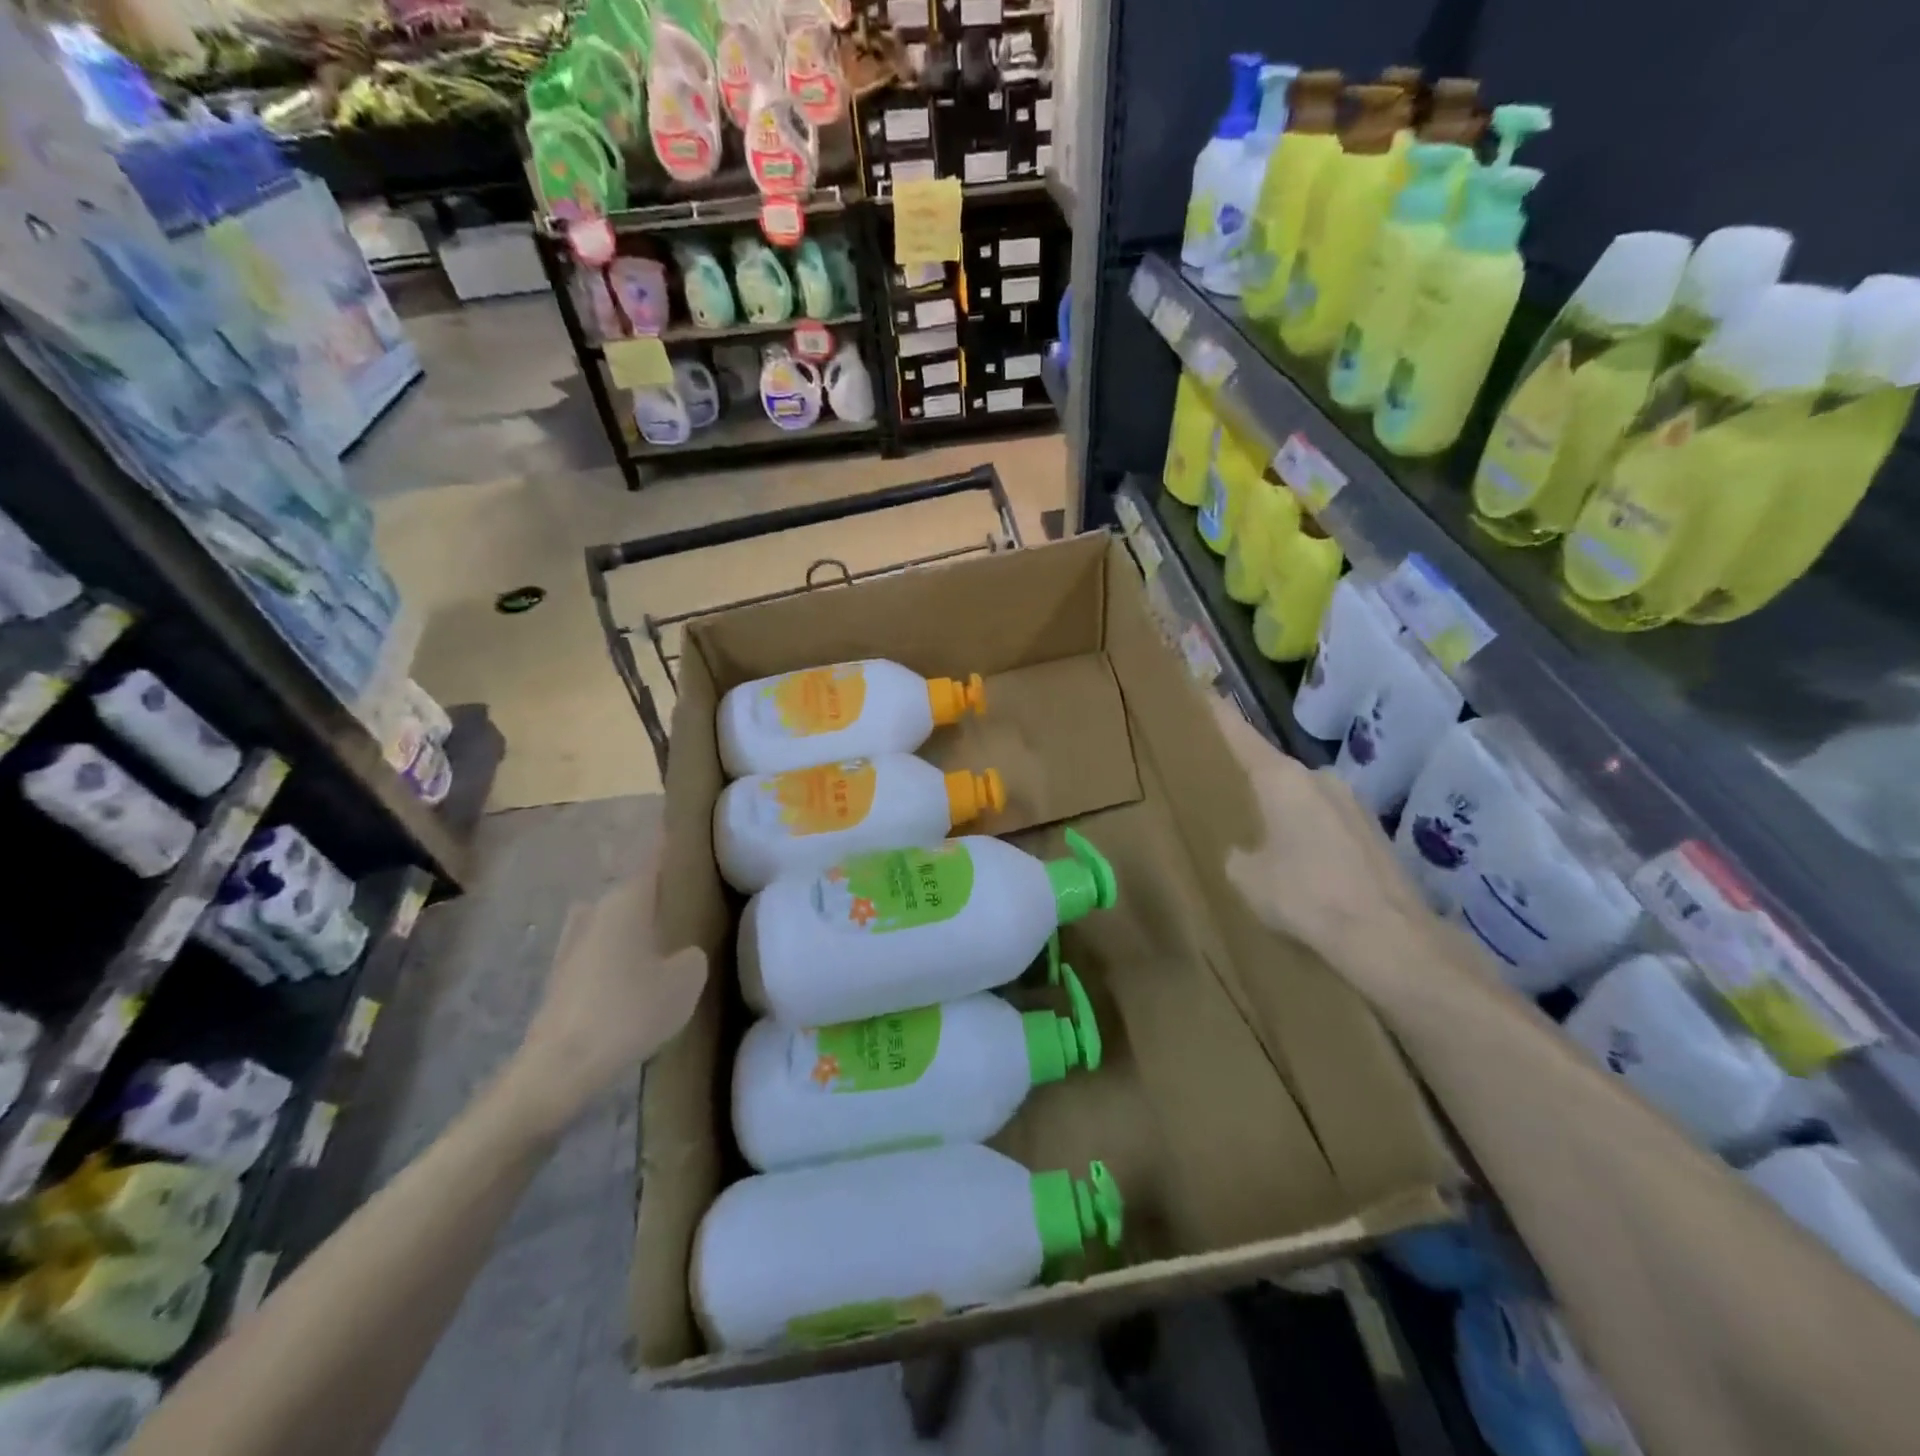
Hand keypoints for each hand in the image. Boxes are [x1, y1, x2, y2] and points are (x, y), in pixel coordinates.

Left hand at [511, 844, 706, 1129]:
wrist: (559, 1068)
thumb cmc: (629, 1010)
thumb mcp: (687, 979)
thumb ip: (693, 954)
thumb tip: (682, 952)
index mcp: (627, 898)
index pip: (656, 856)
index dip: (674, 844)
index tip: (693, 834)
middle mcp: (596, 909)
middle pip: (636, 890)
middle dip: (660, 894)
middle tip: (692, 904)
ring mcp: (573, 942)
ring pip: (616, 920)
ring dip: (638, 927)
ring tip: (668, 944)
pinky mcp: (562, 975)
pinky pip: (602, 950)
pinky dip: (620, 955)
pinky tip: (638, 978)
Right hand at [1208, 697, 1430, 973]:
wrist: (1387, 936)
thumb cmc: (1304, 896)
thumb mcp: (1248, 878)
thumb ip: (1238, 855)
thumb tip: (1247, 853)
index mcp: (1282, 779)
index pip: (1242, 736)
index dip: (1221, 715)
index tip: (1205, 690)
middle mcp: (1320, 779)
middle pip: (1276, 771)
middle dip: (1255, 782)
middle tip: (1232, 798)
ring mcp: (1354, 805)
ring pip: (1305, 799)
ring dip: (1287, 814)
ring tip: (1268, 843)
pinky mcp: (1375, 834)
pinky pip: (1328, 824)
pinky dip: (1313, 837)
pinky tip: (1307, 870)